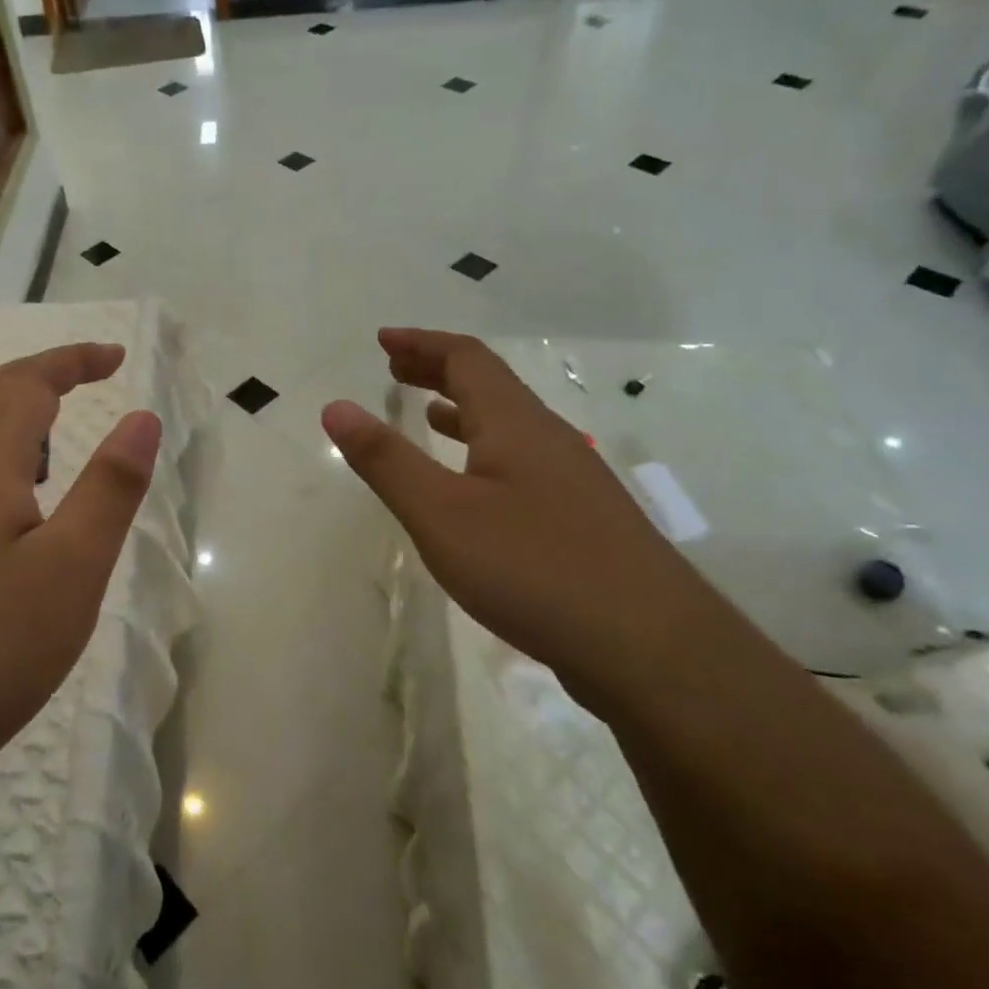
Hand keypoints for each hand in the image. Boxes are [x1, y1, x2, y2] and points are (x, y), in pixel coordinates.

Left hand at [0, 343, 159, 815]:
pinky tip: (10, 504)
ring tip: (56, 431)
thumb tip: (142, 419)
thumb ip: (109, 488)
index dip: (72, 360)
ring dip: (11, 413)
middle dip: (40, 374)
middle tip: (90, 376)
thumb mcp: (71, 569)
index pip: (25, 383)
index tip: (117, 357)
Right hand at [322, 329, 724, 690]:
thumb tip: (336, 406)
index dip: (421, 343)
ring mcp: (572, 481)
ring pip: (510, 426)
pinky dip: (486, 452)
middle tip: (396, 368)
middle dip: (439, 370)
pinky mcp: (583, 520)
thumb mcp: (441, 514)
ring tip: (428, 412)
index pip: (466, 358)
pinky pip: (522, 462)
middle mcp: (548, 439)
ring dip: (464, 409)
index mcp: (515, 424)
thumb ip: (386, 460)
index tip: (383, 339)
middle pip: (490, 385)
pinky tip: (476, 485)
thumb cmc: (534, 569)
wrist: (653, 649)